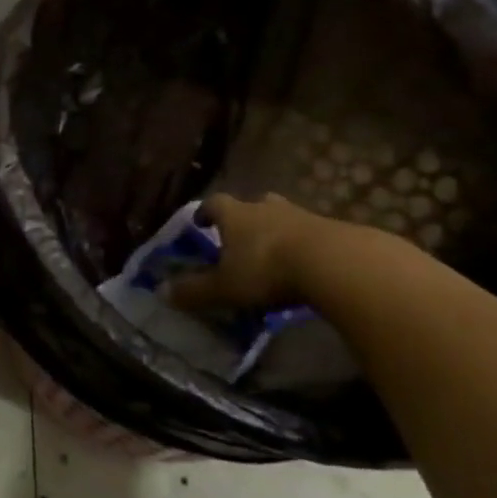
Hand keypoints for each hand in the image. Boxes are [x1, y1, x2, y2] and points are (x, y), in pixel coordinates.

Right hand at [163, 193, 327, 313]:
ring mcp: (303, 216)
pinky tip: (307, 267)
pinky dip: (306, 246)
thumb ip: (195, 291)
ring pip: (284, 217)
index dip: (206, 212)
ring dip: (278, 231)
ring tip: (276, 253)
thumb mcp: (225, 287)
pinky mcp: (334, 230)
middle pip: (253, 204)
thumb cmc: (267, 270)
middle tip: (242, 235)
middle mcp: (266, 208)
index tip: (201, 221)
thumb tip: (161, 292)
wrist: (335, 263)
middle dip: (246, 218)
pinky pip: (313, 234)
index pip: (215, 204)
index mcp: (236, 215)